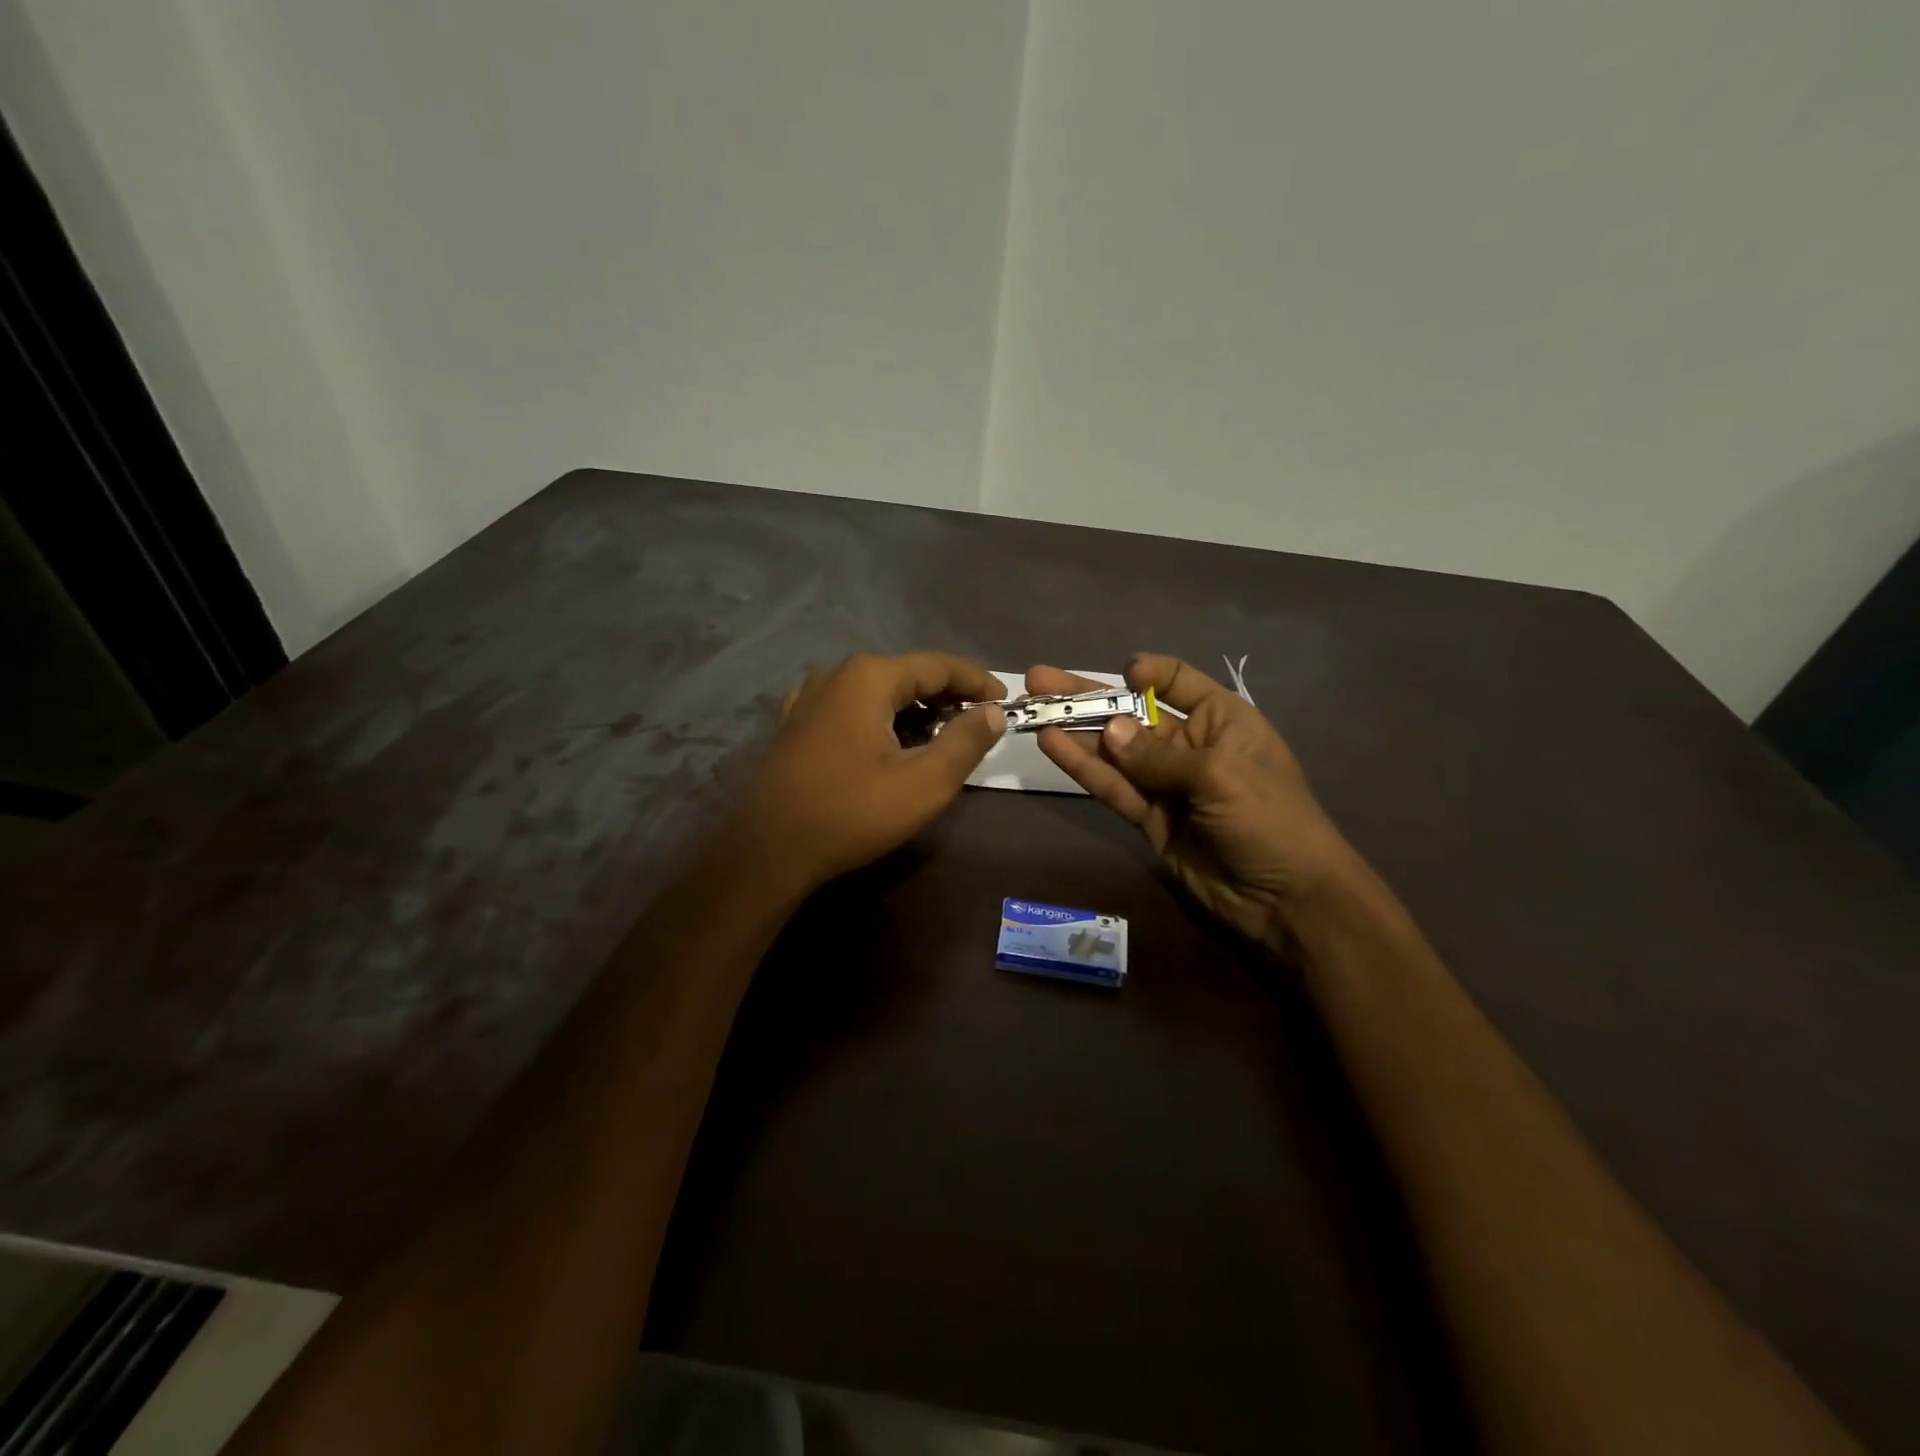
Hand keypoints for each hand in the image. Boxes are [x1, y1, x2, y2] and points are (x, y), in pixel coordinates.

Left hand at [738, 652, 1005, 892]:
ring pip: (878, 691)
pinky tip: (890, 742)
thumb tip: (993, 712)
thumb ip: (966, 741)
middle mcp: (837, 675)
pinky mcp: (796, 724)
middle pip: (906, 674)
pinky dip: (880, 718)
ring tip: (942, 734)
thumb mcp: (924, 783)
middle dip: (947, 695)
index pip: (938, 665)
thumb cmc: (852, 813)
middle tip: (979, 720)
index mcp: (869, 677)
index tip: (1006, 699)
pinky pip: (851, 708)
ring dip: (914, 708)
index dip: (976, 680)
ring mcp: (810, 697)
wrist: (769, 849)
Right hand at [1028, 654, 1359, 957]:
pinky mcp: (1148, 818)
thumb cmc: (1269, 819)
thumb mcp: (1220, 776)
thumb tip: (1110, 730)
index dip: (1146, 674)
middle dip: (1088, 697)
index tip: (1121, 674)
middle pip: (1132, 712)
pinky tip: (1052, 746)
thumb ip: (1158, 755)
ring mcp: (1166, 783)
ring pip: (1114, 750)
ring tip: (1033, 710)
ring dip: (1075, 731)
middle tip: (1039, 680)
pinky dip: (1084, 768)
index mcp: (1222, 720)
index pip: (1178, 682)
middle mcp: (1190, 744)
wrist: (1285, 899)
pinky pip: (1113, 787)